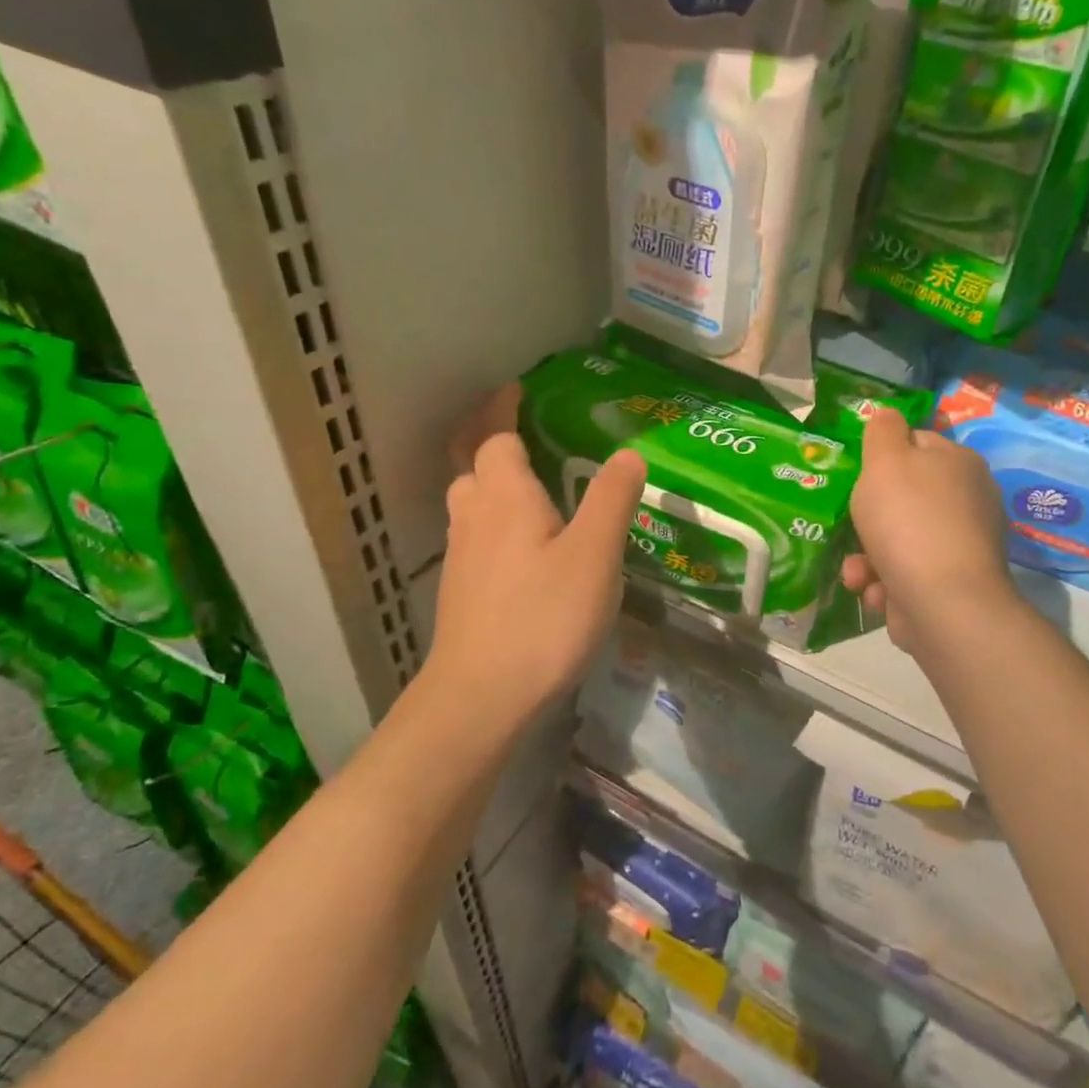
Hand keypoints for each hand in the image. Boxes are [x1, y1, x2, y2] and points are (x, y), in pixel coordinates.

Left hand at [426, 427, 646, 720]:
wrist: (481, 697)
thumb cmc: (543, 617)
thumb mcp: (594, 555)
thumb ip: (611, 499)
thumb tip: (627, 453)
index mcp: (505, 496)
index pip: (496, 437)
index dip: (504, 410)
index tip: (519, 390)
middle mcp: (474, 516)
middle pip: (471, 463)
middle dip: (488, 438)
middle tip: (521, 430)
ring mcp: (461, 555)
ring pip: (469, 500)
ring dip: (488, 479)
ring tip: (526, 482)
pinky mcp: (461, 589)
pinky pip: (474, 533)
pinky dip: (492, 518)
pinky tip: (520, 543)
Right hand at [842, 408, 1013, 655]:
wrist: (943, 603)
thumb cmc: (908, 520)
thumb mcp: (885, 461)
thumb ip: (882, 431)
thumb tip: (887, 413)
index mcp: (959, 463)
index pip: (916, 443)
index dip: (883, 458)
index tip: (859, 477)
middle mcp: (968, 500)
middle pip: (905, 497)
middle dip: (869, 518)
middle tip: (850, 527)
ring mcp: (962, 545)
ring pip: (900, 540)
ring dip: (869, 557)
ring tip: (858, 573)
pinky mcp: (952, 584)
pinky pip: (908, 574)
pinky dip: (887, 583)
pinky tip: (878, 593)